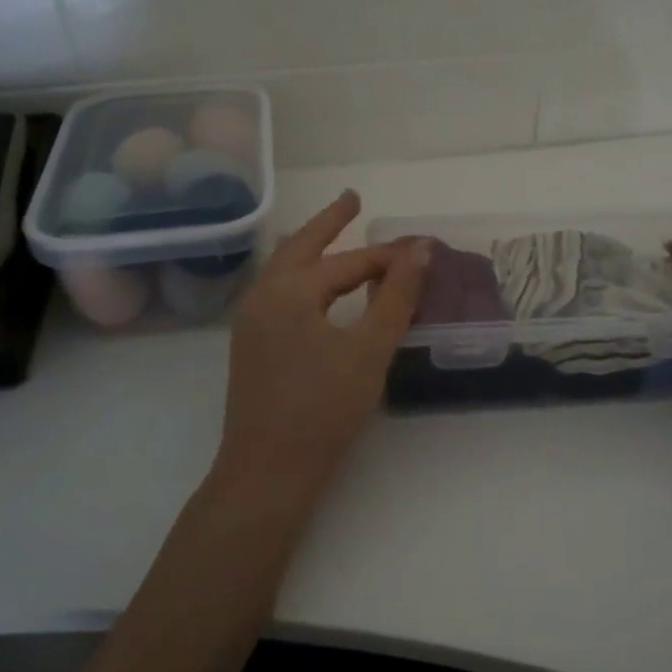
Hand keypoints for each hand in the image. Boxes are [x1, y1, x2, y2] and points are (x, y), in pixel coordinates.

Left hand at [216, 190, 428, 491]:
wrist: (267, 473)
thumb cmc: (323, 410)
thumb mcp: (369, 351)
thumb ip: (396, 297)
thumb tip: (420, 251)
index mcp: (288, 291)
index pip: (347, 262)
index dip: (388, 256)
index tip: (421, 250)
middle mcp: (262, 296)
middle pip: (300, 247)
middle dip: (328, 222)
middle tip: (353, 199)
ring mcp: (250, 322)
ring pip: (284, 269)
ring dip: (313, 249)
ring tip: (337, 235)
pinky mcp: (250, 346)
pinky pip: (279, 293)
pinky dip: (304, 278)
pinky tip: (319, 289)